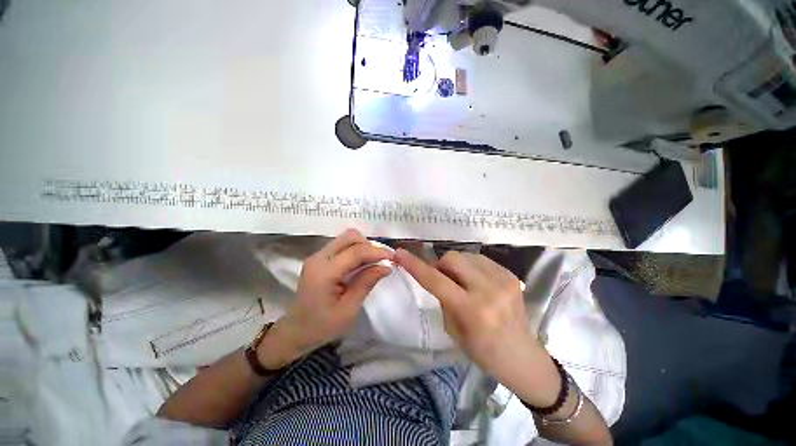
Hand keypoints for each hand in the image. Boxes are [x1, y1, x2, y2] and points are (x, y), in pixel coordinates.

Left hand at [259, 229, 392, 367]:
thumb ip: (366, 283)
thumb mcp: (349, 310)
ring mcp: (317, 256)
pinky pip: (342, 245)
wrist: (296, 331)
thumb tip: (387, 266)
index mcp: (324, 272)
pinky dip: (356, 250)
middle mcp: (319, 258)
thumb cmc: (322, 326)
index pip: (356, 251)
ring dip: (363, 247)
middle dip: (369, 246)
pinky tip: (361, 264)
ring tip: (372, 263)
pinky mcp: (319, 258)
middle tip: (380, 261)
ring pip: (346, 238)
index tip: (393, 259)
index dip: (377, 252)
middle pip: (350, 236)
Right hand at [395, 249, 559, 405]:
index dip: (415, 265)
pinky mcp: (511, 274)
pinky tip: (476, 282)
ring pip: (466, 255)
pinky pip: (480, 259)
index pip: (436, 280)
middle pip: (452, 258)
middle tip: (442, 279)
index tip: (400, 253)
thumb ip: (442, 297)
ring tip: (462, 282)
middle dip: (441, 265)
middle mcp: (488, 290)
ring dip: (456, 266)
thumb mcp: (452, 329)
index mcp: (471, 310)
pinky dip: (471, 267)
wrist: (522, 355)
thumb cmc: (482, 350)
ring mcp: (503, 279)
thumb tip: (436, 274)